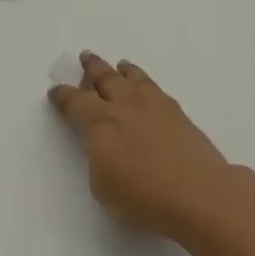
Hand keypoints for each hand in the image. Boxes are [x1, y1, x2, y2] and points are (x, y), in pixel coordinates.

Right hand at [48, 53, 246, 241]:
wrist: (199, 192)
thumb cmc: (144, 198)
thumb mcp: (103, 187)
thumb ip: (99, 159)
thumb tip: (105, 146)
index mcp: (100, 123)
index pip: (75, 102)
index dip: (63, 96)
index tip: (55, 90)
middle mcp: (125, 105)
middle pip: (105, 78)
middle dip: (92, 68)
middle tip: (85, 57)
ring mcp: (154, 105)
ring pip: (133, 77)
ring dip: (122, 70)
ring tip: (119, 65)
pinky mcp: (177, 112)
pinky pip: (154, 87)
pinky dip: (144, 81)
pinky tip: (146, 87)